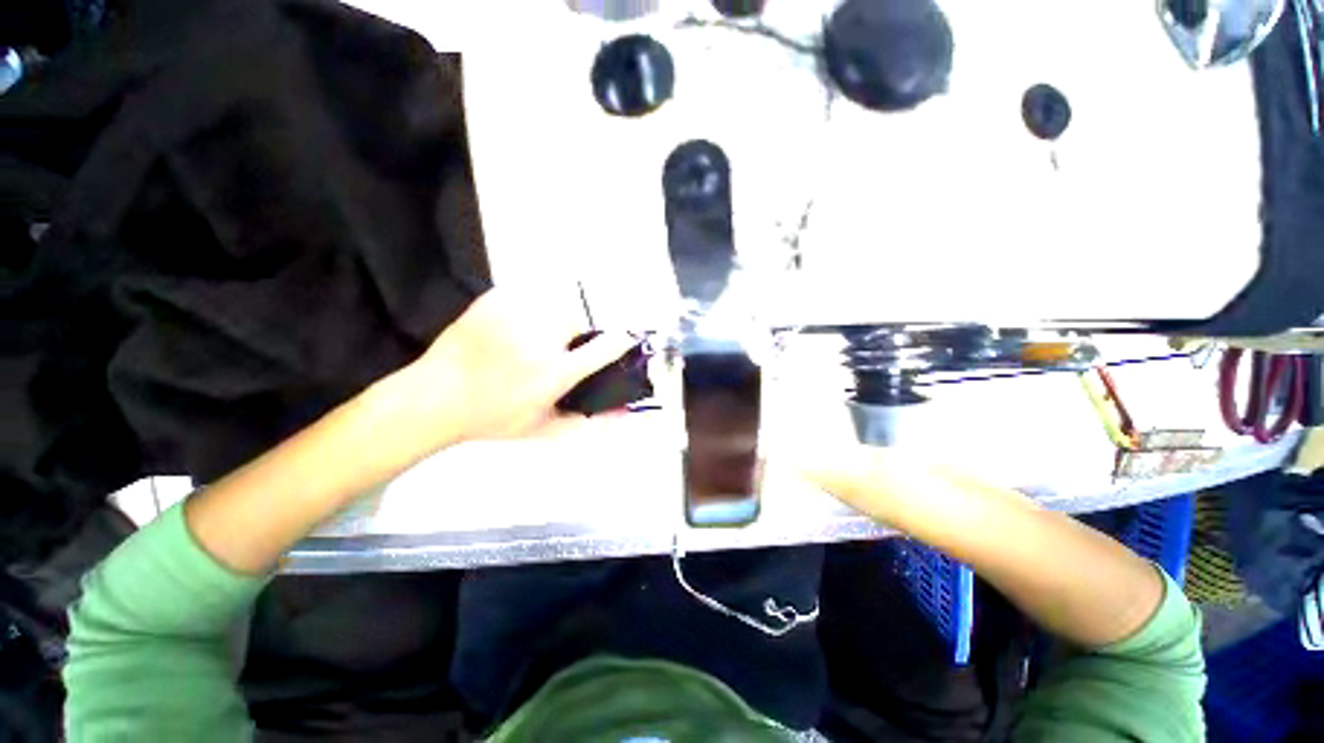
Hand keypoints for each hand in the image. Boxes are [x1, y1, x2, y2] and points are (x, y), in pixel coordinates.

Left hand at [392, 286, 637, 446]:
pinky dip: (528, 311)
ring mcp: (515, 314)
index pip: (604, 348)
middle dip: (574, 335)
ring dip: (551, 322)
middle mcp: (540, 339)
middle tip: (554, 352)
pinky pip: (528, 296)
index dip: (620, 342)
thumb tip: (626, 415)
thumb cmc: (493, 419)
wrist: (434, 397)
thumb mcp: (545, 430)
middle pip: (578, 320)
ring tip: (530, 341)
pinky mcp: (495, 299)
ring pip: (554, 305)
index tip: (624, 340)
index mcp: (554, 372)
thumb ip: (589, 424)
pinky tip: (512, 330)